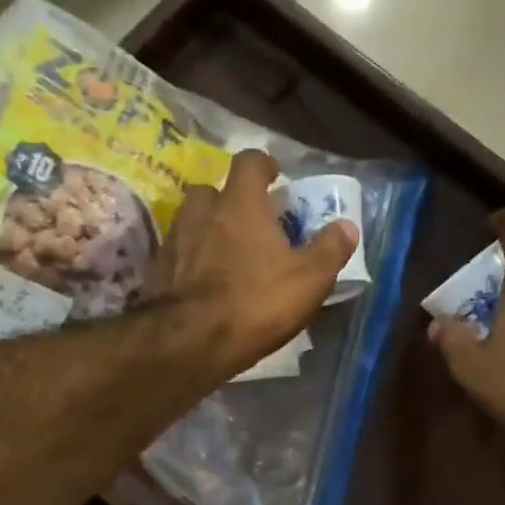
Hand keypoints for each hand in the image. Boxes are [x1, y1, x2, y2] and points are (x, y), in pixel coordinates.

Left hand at [144, 149, 358, 371]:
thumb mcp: (308, 280)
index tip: (274, 177)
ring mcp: (174, 241)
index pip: (249, 162)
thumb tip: (347, 226)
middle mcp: (202, 212)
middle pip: (212, 190)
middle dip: (228, 201)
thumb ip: (329, 250)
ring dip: (207, 230)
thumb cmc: (254, 303)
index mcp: (240, 204)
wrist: (188, 342)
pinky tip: (202, 284)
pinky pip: (176, 256)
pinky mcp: (157, 272)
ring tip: (224, 254)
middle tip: (247, 223)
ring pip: (190, 221)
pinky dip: (189, 262)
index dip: (263, 165)